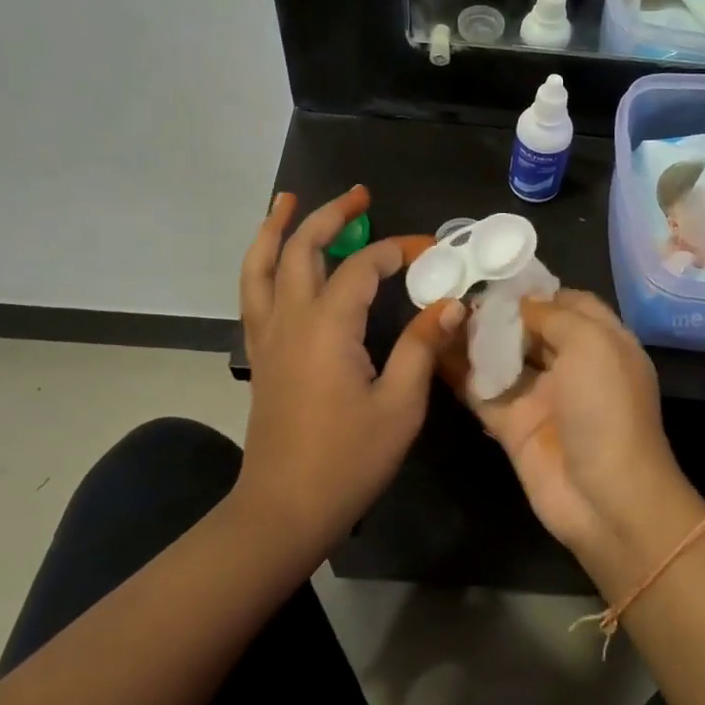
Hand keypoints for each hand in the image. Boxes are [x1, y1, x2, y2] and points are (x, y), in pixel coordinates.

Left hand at [237, 187, 462, 551]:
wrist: (284, 509)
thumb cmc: (347, 460)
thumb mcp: (400, 406)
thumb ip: (423, 348)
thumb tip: (451, 304)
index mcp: (328, 327)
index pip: (362, 268)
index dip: (396, 251)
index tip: (428, 251)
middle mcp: (291, 320)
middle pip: (301, 250)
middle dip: (330, 216)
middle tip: (359, 196)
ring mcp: (268, 336)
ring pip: (262, 266)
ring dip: (276, 229)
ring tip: (287, 201)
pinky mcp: (261, 355)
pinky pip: (253, 294)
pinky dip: (261, 264)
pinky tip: (273, 260)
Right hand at [445, 289, 704, 595]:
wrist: (606, 498)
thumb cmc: (606, 408)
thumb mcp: (592, 344)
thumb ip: (553, 315)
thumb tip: (518, 302)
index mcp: (602, 342)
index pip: (568, 303)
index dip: (535, 289)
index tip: (494, 275)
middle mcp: (572, 365)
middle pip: (530, 329)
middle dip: (497, 311)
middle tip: (453, 292)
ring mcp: (541, 397)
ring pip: (502, 358)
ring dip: (474, 338)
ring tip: (436, 313)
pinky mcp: (513, 425)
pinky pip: (482, 392)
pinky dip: (460, 373)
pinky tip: (431, 351)